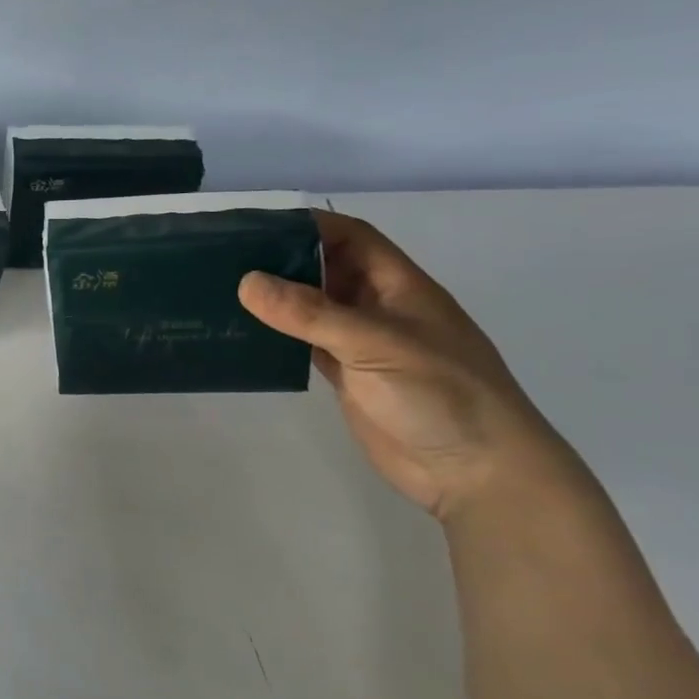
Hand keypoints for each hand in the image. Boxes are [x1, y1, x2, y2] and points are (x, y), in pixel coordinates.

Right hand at [239, 211, 579, 521]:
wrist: (476, 473)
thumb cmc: (442, 394)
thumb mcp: (376, 344)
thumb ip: (311, 314)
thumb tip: (247, 282)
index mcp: (397, 286)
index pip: (350, 237)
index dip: (308, 225)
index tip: (255, 225)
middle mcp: (377, 307)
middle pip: (325, 268)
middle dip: (281, 258)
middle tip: (223, 257)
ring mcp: (361, 343)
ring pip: (310, 307)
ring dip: (274, 298)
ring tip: (222, 290)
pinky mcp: (347, 376)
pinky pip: (304, 343)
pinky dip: (277, 335)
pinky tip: (244, 332)